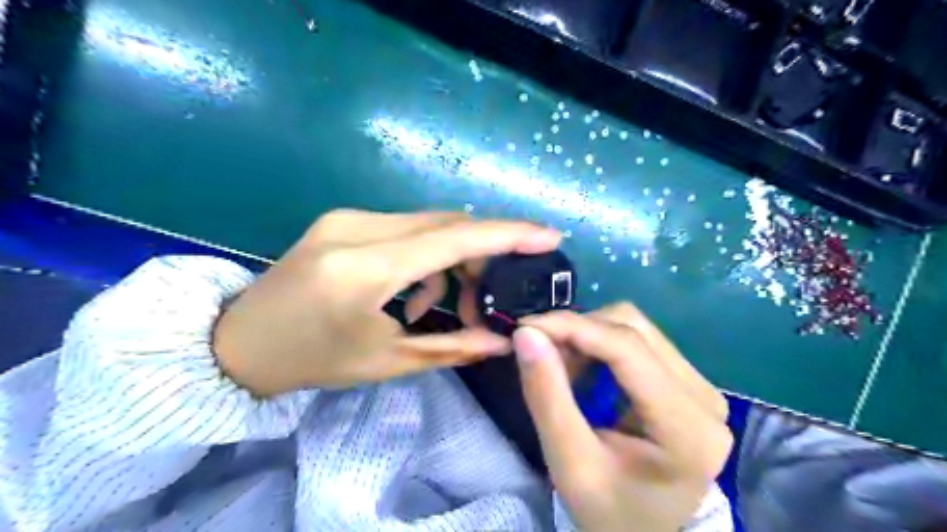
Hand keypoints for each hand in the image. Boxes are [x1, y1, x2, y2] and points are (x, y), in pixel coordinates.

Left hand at [214, 209, 561, 397]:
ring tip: (441, 303)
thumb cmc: (313, 361)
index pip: (453, 240)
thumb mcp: (386, 361)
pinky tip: (412, 288)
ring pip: (428, 223)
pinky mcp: (342, 219)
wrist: (239, 342)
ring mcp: (347, 217)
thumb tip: (503, 342)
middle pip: (446, 224)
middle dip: (480, 254)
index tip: (548, 235)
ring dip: (451, 258)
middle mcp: (356, 229)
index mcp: (364, 270)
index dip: (507, 235)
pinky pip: (404, 227)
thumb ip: (452, 347)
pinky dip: (425, 254)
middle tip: (489, 294)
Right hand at [515, 304, 726, 531]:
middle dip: (577, 331)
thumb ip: (547, 396)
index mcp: (688, 428)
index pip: (628, 349)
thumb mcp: (569, 464)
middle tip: (539, 350)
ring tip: (560, 364)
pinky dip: (599, 345)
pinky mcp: (687, 382)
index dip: (573, 327)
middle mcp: (705, 397)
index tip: (525, 326)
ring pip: (635, 328)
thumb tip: (526, 333)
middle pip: (633, 329)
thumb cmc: (608, 510)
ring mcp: (701, 386)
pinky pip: (638, 341)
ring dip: (587, 336)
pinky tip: (582, 368)